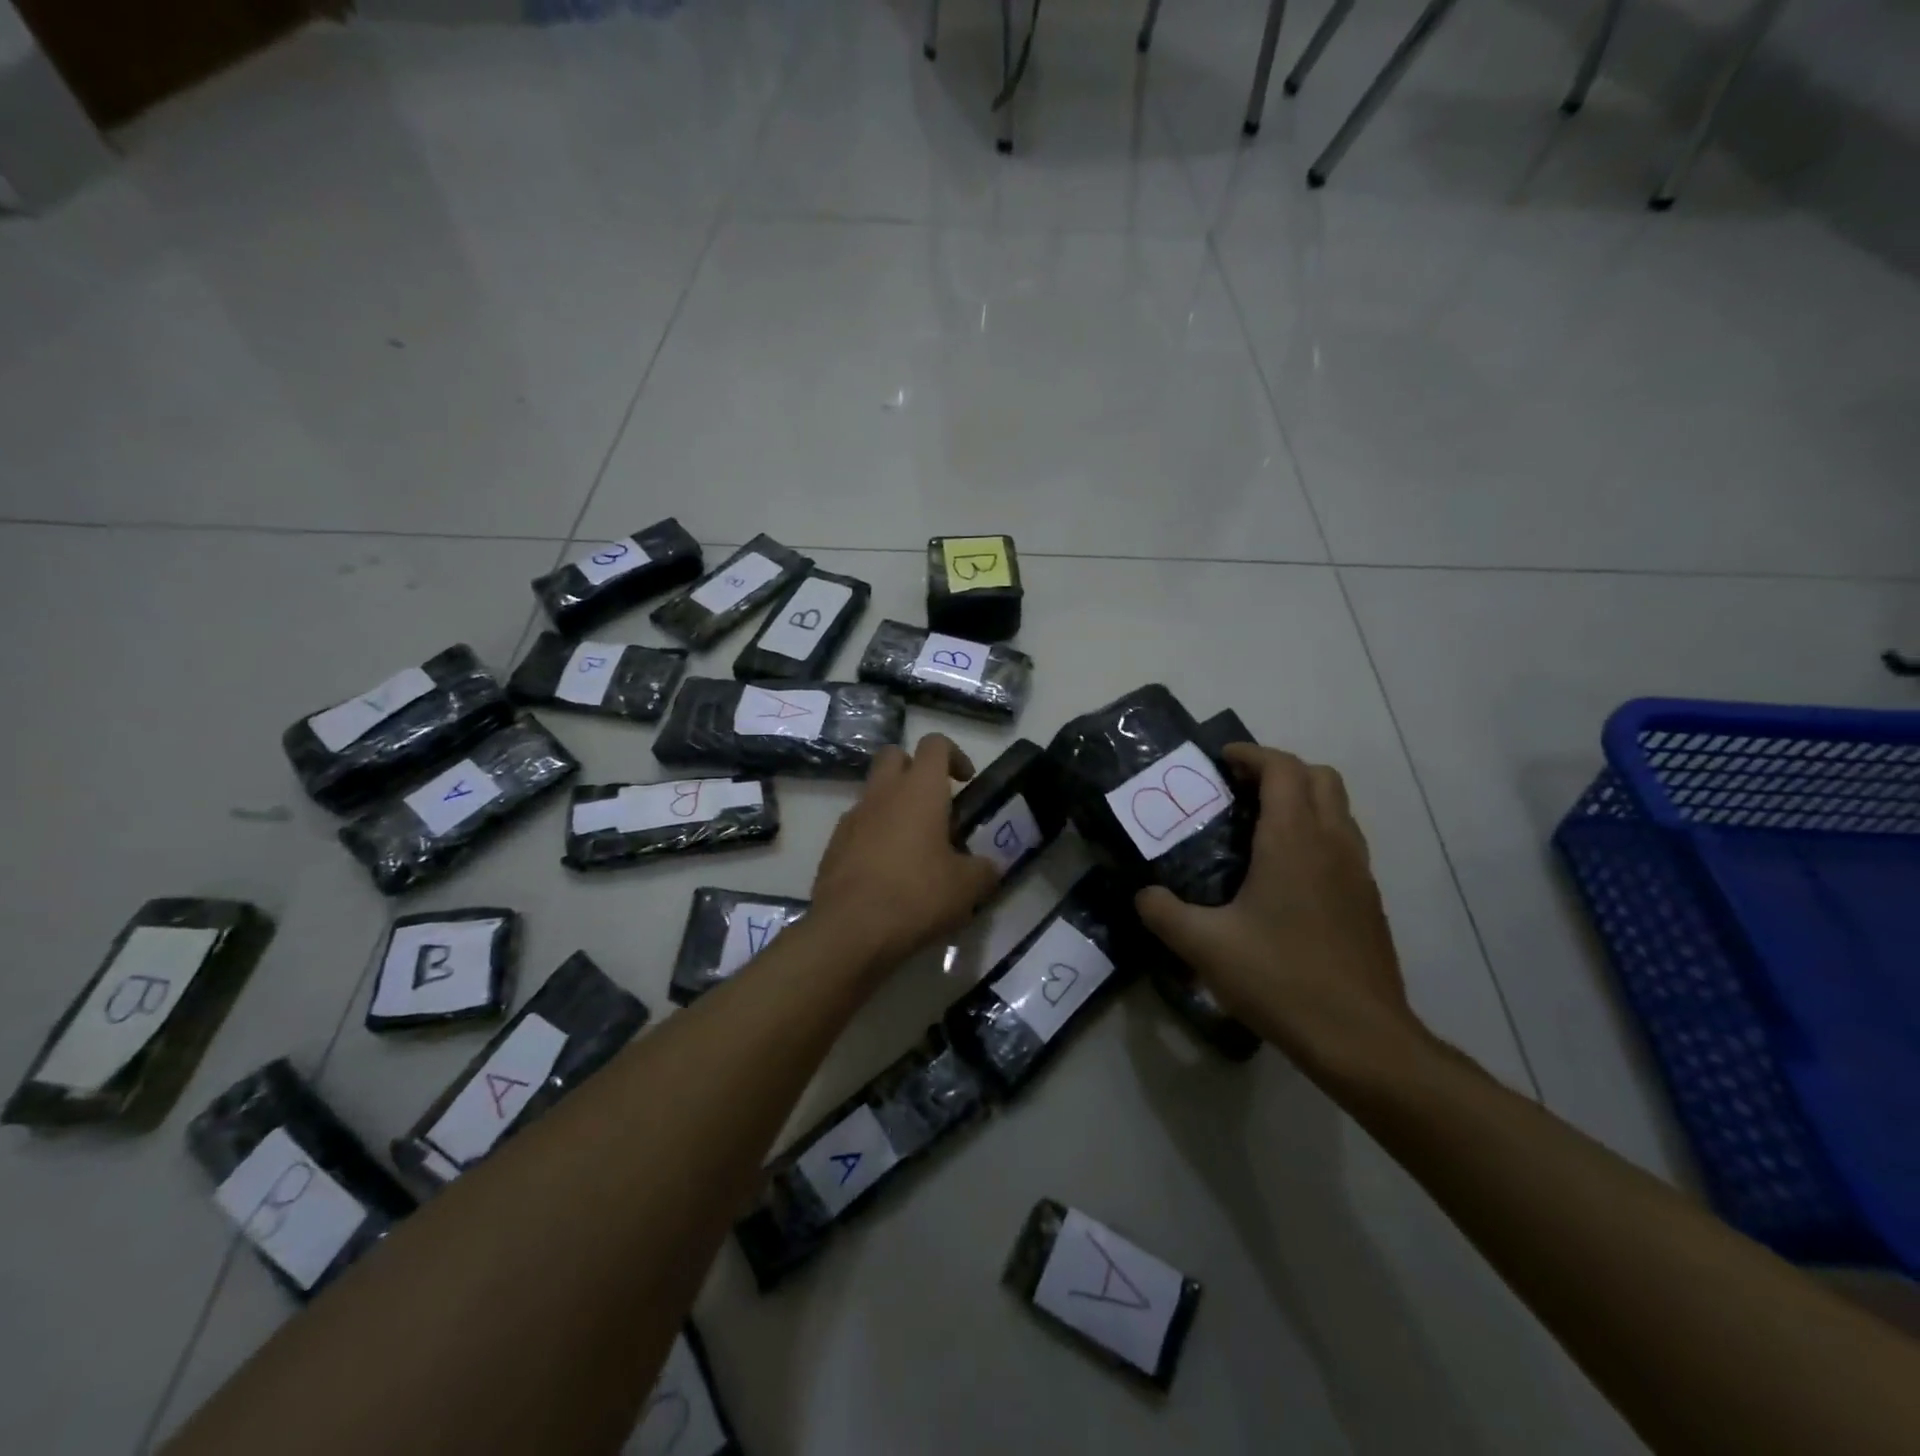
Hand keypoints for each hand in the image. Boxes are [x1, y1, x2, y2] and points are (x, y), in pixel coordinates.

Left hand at [811, 734, 1000, 972]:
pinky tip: (888, 870)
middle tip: (935, 804)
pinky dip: (874, 835)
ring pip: (874, 792)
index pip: (935, 743)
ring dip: (894, 805)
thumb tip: (990, 867)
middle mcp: (883, 793)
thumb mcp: (967, 888)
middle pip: (894, 755)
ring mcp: (852, 817)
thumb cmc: (916, 896)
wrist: (850, 931)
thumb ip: (984, 870)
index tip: (965, 782)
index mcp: (919, 790)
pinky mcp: (833, 845)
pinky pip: (858, 825)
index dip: (954, 754)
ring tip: (914, 846)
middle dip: (915, 769)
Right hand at [1135, 745, 1424, 1079]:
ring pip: (1338, 809)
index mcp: (1294, 840)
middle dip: (1280, 770)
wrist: (1361, 1038)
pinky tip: (1286, 876)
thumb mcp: (1204, 946)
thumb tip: (1144, 895)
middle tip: (1240, 790)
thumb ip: (1163, 913)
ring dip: (1302, 800)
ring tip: (1260, 827)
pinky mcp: (1369, 901)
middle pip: (1319, 778)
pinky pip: (1344, 844)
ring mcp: (1359, 872)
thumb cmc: (1280, 978)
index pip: (1283, 768)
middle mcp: (1333, 843)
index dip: (1252, 754)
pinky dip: (1317, 834)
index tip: (1221, 760)